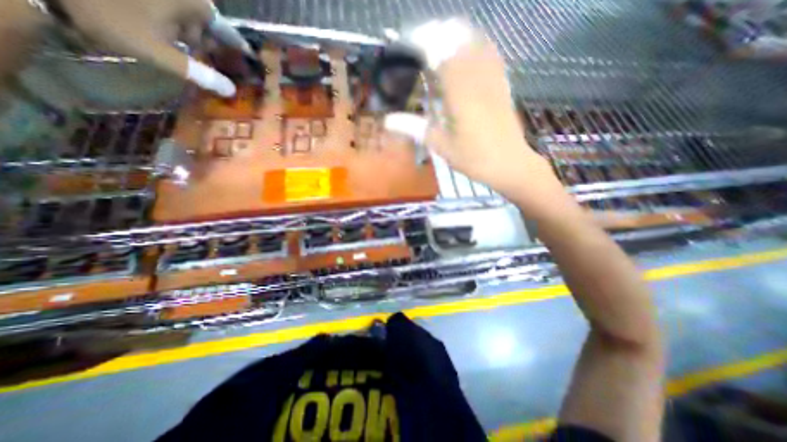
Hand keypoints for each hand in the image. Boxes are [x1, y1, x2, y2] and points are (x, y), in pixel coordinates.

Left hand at [56, 0, 247, 96]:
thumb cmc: (109, 17)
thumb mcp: (159, 53)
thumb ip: (200, 74)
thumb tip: (232, 91)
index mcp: (193, 4)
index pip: (228, 33)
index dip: (238, 49)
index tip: (249, 60)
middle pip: (207, 24)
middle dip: (208, 42)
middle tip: (207, 60)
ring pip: (188, 15)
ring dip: (190, 33)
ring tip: (183, 48)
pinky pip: (171, 9)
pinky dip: (174, 23)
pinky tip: (167, 34)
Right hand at [383, 21, 571, 216]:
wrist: (509, 164)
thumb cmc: (473, 158)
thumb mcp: (441, 145)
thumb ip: (414, 128)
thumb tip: (388, 121)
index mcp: (459, 92)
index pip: (438, 51)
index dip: (420, 42)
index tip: (404, 45)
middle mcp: (477, 77)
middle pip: (456, 38)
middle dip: (435, 34)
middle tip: (417, 45)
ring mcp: (493, 77)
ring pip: (475, 39)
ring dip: (454, 35)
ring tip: (437, 44)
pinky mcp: (502, 82)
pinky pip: (490, 51)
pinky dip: (474, 43)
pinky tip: (464, 51)